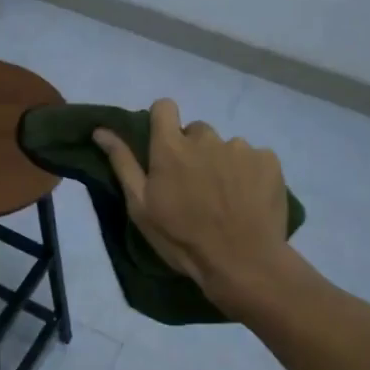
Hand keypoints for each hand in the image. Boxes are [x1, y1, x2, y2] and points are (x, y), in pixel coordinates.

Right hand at [93, 99, 291, 317]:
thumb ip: (123, 163)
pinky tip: (248, 199)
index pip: (164, 107)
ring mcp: (241, 147)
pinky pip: (255, 158)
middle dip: (194, 151)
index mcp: (171, 147)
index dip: (163, 122)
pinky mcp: (269, 160)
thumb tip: (101, 130)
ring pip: (226, 147)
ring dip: (222, 163)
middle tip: (196, 186)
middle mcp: (206, 137)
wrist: (242, 263)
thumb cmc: (182, 238)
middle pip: (196, 131)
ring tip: (225, 198)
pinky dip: (250, 173)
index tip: (164, 147)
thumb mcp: (141, 207)